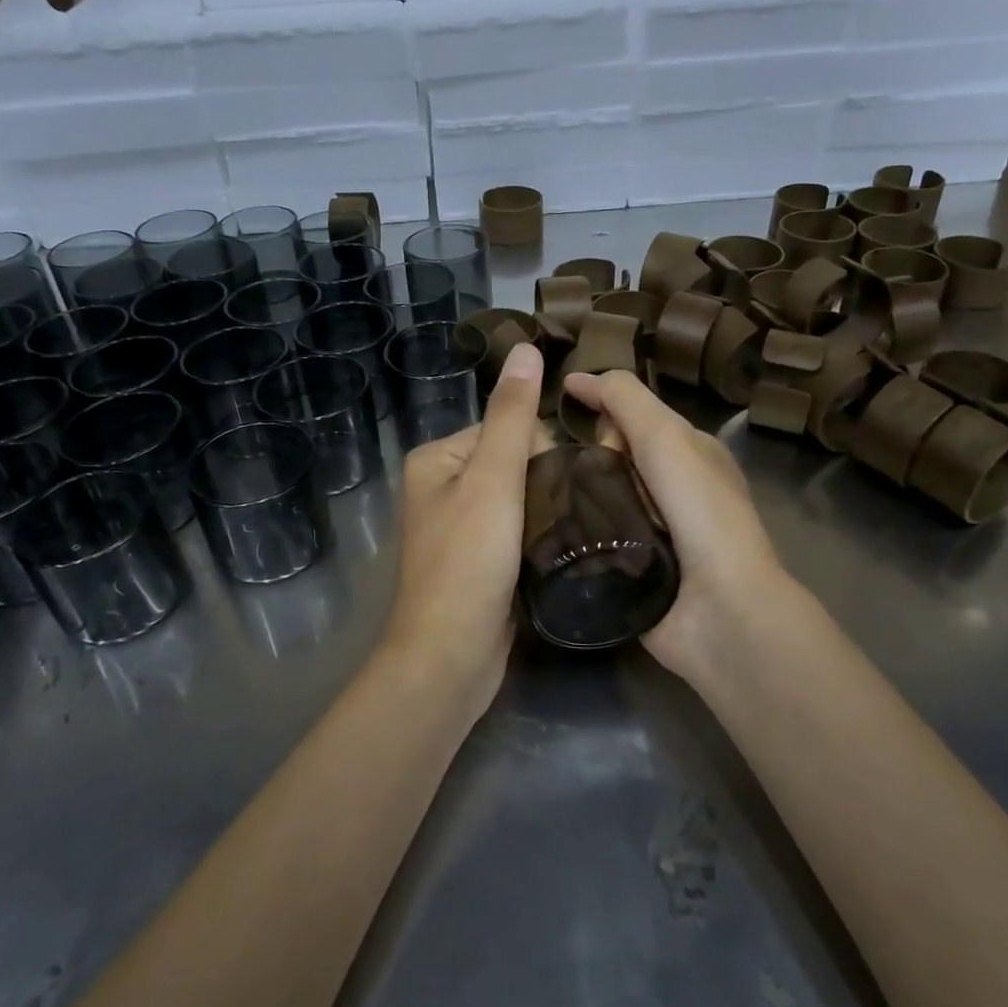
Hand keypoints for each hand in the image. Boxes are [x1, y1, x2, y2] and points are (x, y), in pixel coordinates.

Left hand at [382, 342, 552, 711]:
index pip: (507, 428)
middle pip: (516, 462)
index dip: (541, 451)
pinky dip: (539, 537)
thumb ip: (512, 415)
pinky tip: (558, 552)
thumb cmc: (467, 563)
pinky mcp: (480, 560)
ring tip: (570, 533)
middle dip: (546, 484)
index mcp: (437, 458)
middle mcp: (442, 486)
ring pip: (522, 499)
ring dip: (547, 512)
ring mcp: (460, 526)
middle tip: (565, 517)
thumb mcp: (492, 480)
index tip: (561, 486)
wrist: (449, 659)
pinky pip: (518, 531)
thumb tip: (526, 347)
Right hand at [559, 369, 806, 683]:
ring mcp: (650, 530)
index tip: (557, 401)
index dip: (601, 403)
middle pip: (611, 454)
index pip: (634, 415)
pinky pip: (591, 536)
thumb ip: (625, 399)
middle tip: (567, 465)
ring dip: (571, 492)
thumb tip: (577, 379)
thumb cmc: (698, 510)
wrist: (718, 607)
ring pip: (596, 495)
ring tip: (536, 491)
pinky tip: (542, 526)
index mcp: (688, 454)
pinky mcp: (628, 567)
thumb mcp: (666, 437)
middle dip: (586, 451)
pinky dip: (571, 529)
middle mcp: (670, 489)